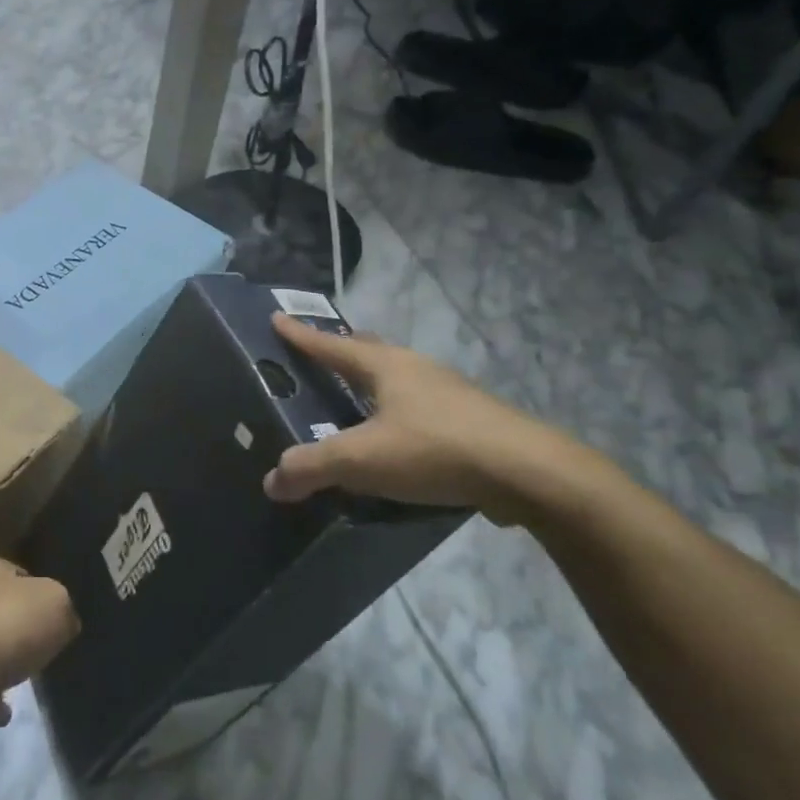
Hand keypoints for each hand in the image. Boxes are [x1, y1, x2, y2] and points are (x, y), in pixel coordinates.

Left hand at [0, 557, 79, 697]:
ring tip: (29, 672)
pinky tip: (8, 704)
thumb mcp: (57, 601)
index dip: (39, 590)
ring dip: (6, 659)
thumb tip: (62, 623)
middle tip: (46, 642)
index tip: (55, 612)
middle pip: (1, 609)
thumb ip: (63, 607)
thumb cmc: (11, 622)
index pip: (17, 572)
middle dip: (22, 626)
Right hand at [263, 312, 562, 522]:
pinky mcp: (468, 420)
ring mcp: (447, 392)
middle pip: (367, 350)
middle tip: (314, 357)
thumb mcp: (361, 459)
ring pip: (396, 378)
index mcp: (385, 365)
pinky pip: (417, 406)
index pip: (331, 344)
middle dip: (339, 351)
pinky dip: (394, 412)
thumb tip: (272, 481)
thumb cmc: (434, 449)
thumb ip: (312, 467)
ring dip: (369, 382)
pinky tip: (393, 438)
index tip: (276, 318)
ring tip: (350, 400)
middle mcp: (415, 369)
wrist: (528, 472)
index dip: (300, 335)